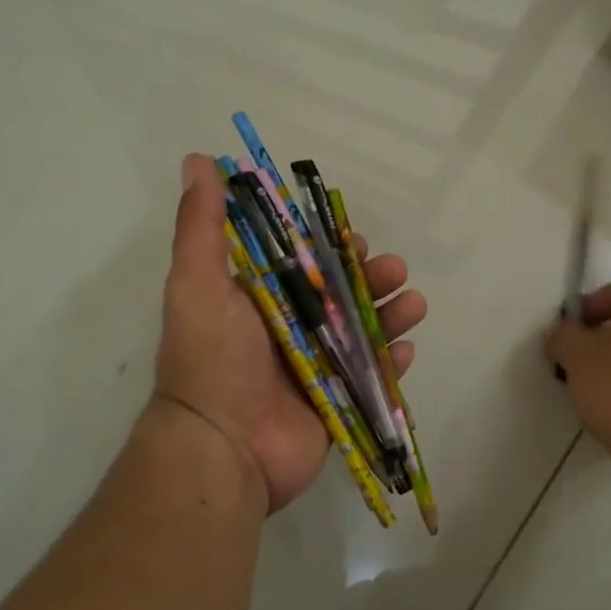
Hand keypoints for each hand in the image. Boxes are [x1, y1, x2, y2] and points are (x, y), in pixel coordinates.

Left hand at [154, 154, 427, 512]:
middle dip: (370, 278)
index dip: (329, 247)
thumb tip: (196, 160)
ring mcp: (314, 369)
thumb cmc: (212, 360)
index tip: (352, 238)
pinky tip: (408, 349)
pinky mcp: (335, 403)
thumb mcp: (198, 284)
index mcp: (256, 302)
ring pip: (362, 333)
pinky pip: (372, 378)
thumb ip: (201, 226)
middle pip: (340, 296)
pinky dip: (392, 364)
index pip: (300, 263)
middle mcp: (286, 332)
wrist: (224, 450)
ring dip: (391, 314)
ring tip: (414, 303)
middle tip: (393, 269)